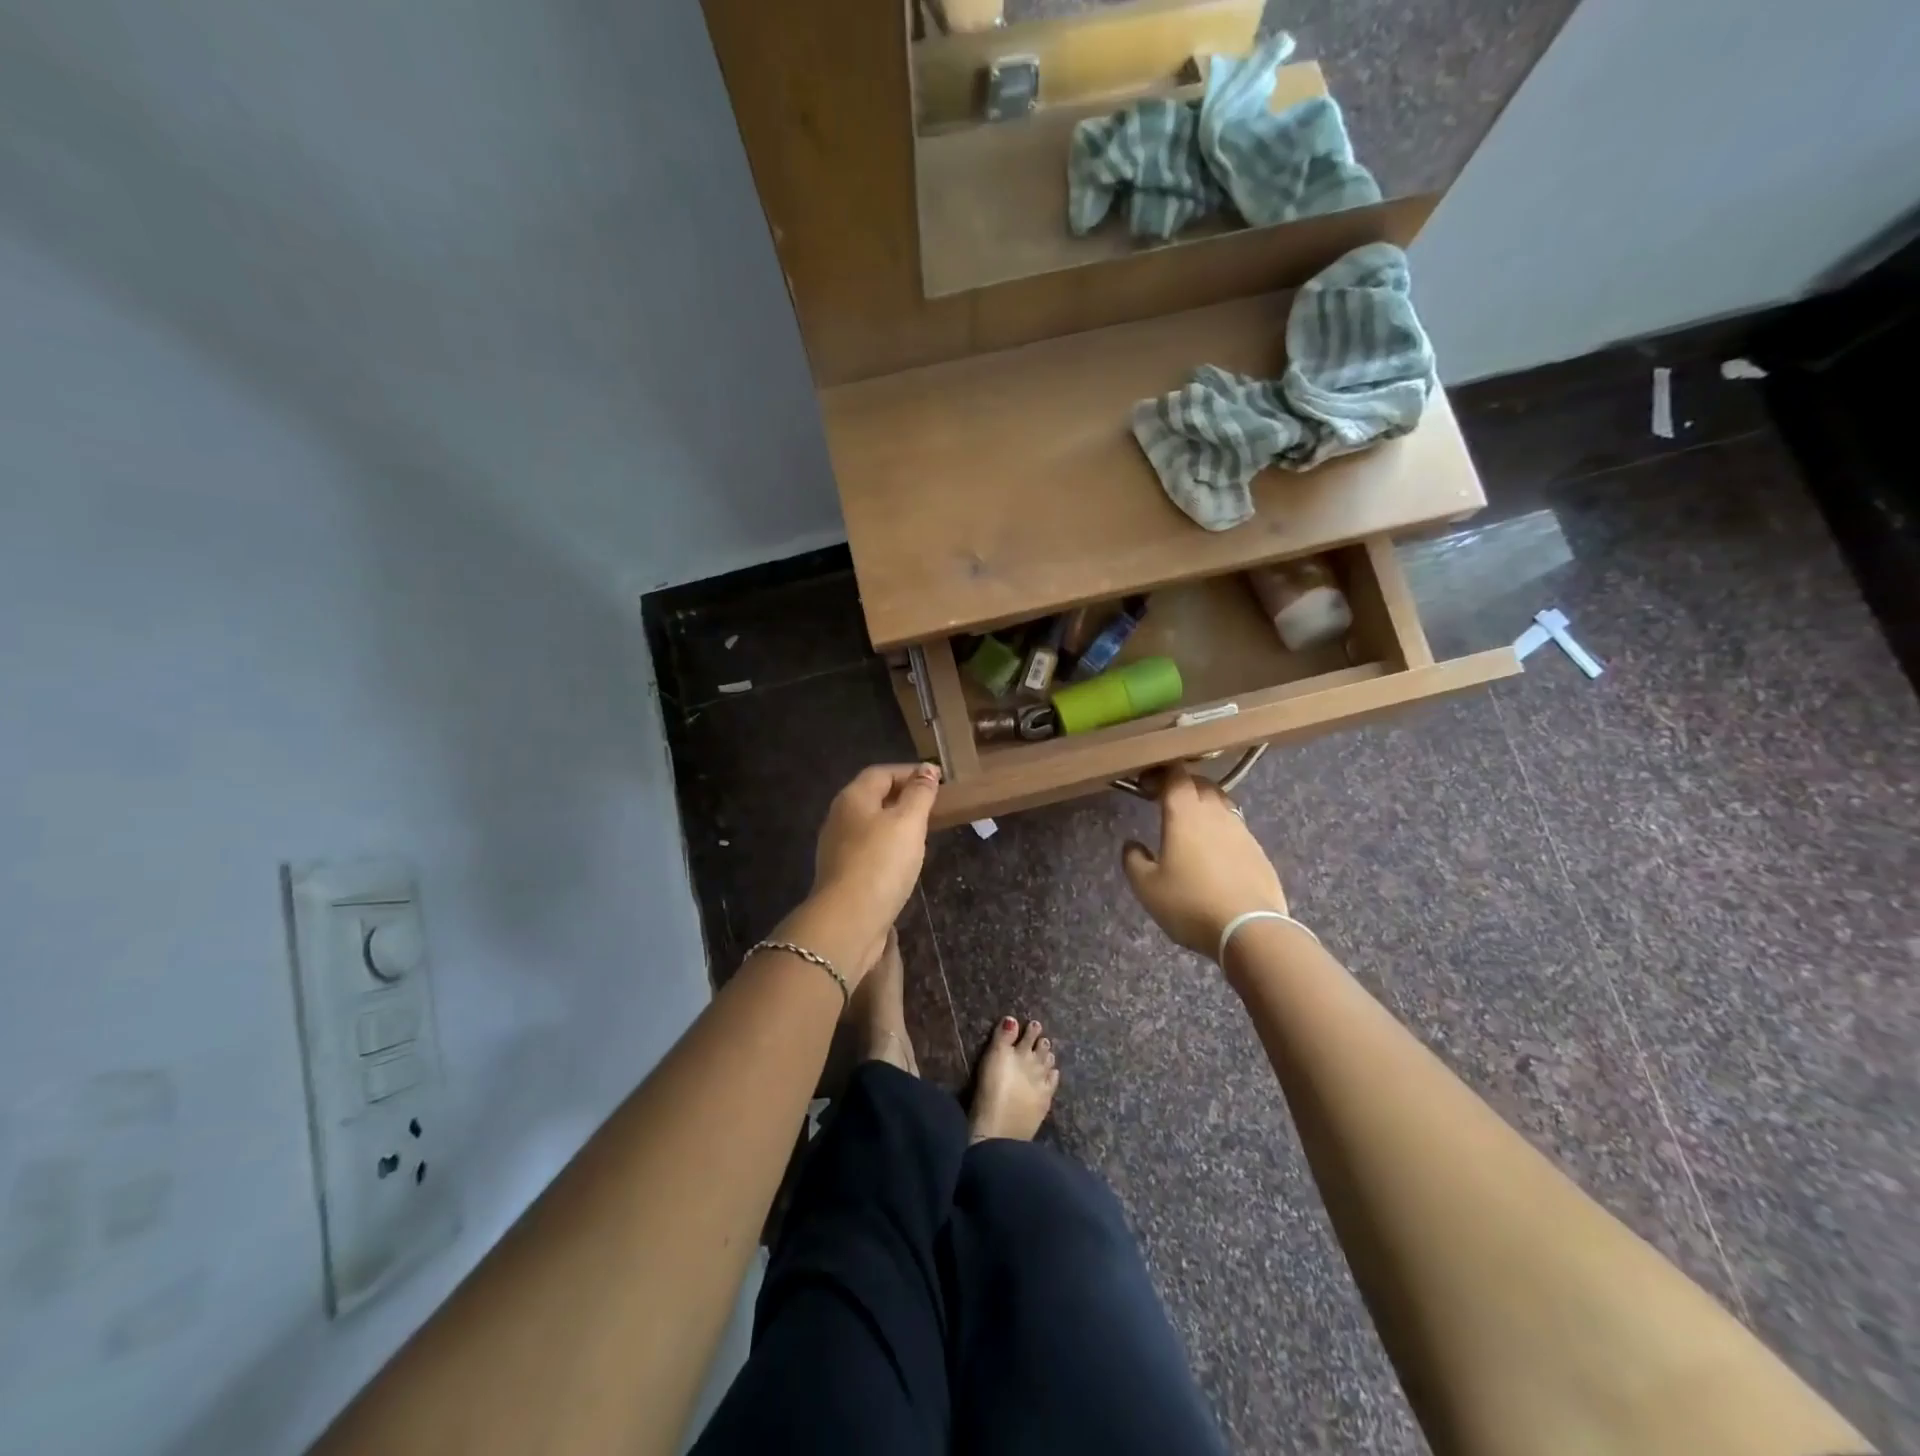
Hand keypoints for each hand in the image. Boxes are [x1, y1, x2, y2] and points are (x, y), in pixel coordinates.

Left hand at [806, 763, 941, 970]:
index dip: (910, 772)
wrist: (848, 921)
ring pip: (870, 825)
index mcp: (853, 798)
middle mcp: (839, 818)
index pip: (882, 773)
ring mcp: (837, 848)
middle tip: (934, 806)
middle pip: (873, 797)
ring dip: (896, 824)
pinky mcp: (842, 874)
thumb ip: (920, 794)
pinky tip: (904, 861)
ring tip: (924, 832)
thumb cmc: (881, 863)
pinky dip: (889, 847)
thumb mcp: (908, 822)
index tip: (938, 781)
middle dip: (903, 797)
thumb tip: (927, 770)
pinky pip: (869, 850)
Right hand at [1122, 762, 1287, 958]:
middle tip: (1167, 801)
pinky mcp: (1259, 852)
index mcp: (1185, 814)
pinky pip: (1237, 829)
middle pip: (1201, 784)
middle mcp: (1216, 813)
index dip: (1161, 774)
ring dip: (1205, 806)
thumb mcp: (1146, 887)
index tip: (1146, 785)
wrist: (1250, 929)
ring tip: (1191, 826)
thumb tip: (1132, 844)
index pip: (1176, 776)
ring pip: (1222, 804)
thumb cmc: (1190, 903)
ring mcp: (1242, 831)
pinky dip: (1222, 831)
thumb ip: (1133, 860)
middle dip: (1183, 786)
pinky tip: (1215, 853)